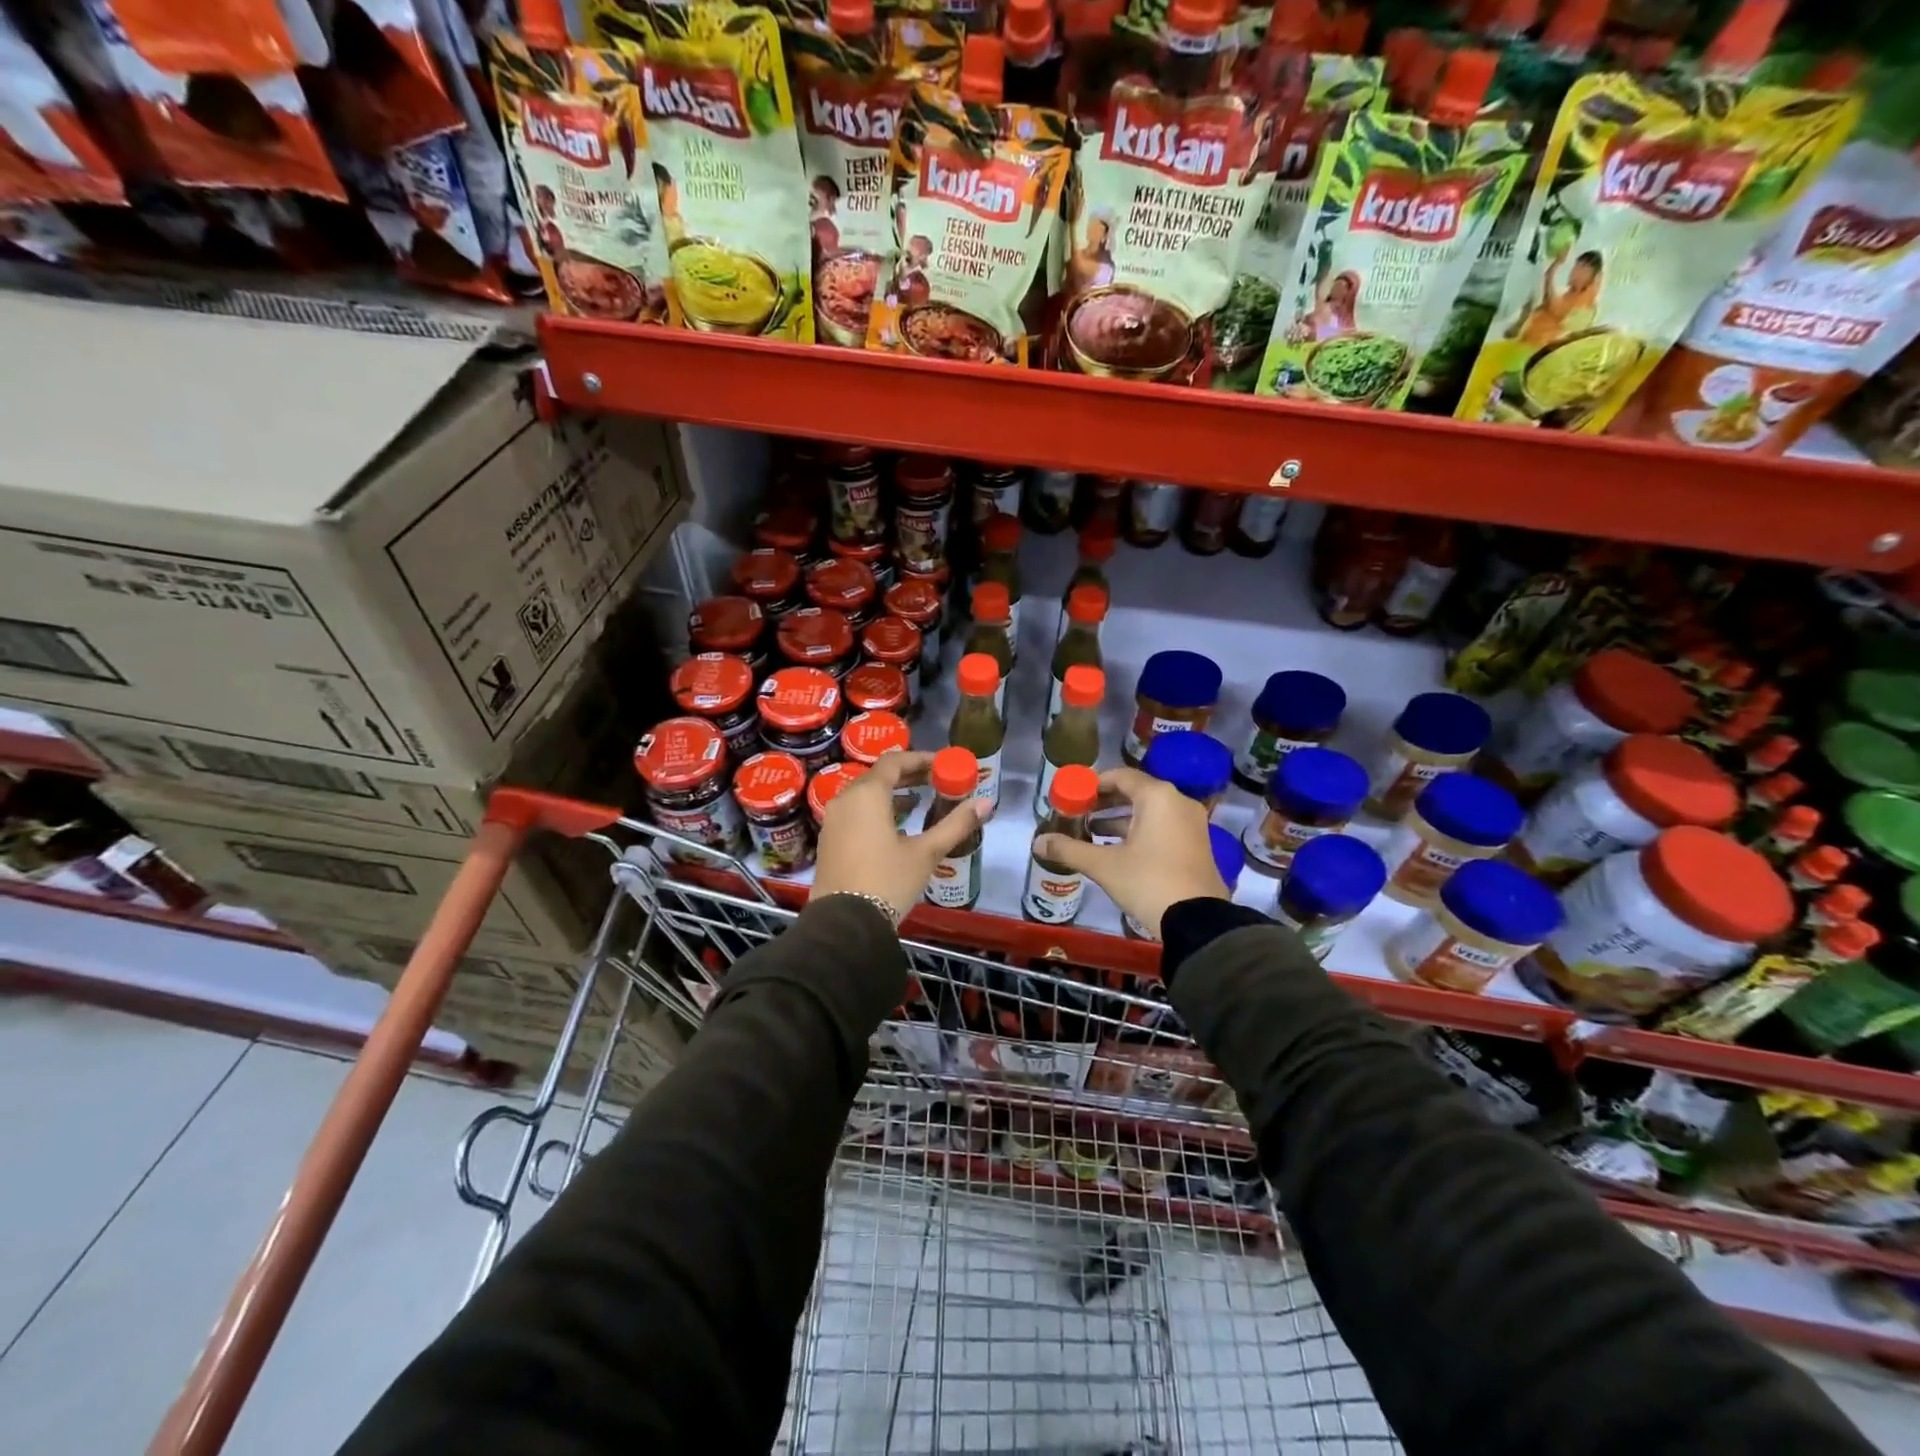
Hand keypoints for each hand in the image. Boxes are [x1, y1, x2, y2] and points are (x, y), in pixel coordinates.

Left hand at [813, 750, 988, 922]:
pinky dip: (877, 810)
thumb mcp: (926, 853)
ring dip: (893, 793)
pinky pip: (855, 812)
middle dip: (909, 775)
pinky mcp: (829, 840)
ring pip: (865, 794)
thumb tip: (987, 803)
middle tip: (937, 780)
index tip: (944, 764)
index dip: (921, 759)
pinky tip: (896, 828)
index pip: (894, 761)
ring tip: (920, 802)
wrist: (845, 924)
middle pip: (879, 776)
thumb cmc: (888, 881)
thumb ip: (956, 824)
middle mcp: (845, 800)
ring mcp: (833, 820)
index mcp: (867, 795)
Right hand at [1033, 767, 1227, 939]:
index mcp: (1158, 797)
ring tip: (1092, 832)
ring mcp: (1191, 823)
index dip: (1094, 784)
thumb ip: (1069, 849)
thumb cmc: (1148, 881)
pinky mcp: (1196, 844)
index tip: (1073, 796)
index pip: (1121, 776)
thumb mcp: (1103, 865)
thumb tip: (1038, 842)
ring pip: (1150, 811)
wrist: (1196, 921)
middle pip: (1136, 792)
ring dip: (1120, 819)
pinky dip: (1139, 831)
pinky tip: (1117, 849)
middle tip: (1079, 813)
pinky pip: (1162, 826)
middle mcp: (1178, 802)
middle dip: (1105, 802)